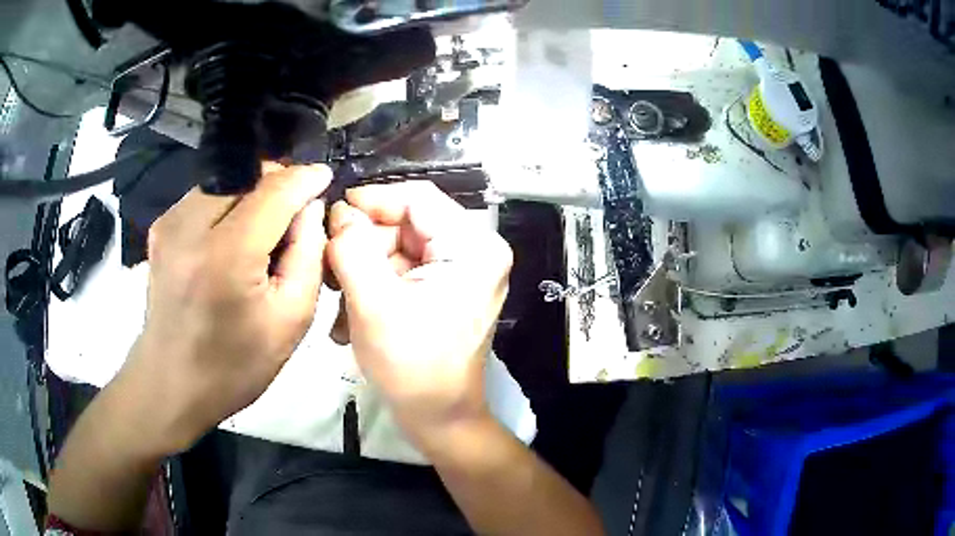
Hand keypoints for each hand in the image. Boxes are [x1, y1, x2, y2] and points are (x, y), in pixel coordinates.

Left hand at [120, 163, 330, 455]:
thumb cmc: (234, 365)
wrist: (171, 383)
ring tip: (263, 231)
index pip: (274, 190)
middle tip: (294, 214)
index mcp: (226, 256)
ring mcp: (170, 222)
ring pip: (226, 182)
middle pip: (247, 175)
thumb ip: (309, 255)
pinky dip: (228, 206)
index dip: (304, 178)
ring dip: (252, 195)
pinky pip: (206, 197)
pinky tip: (233, 240)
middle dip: (277, 183)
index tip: (325, 178)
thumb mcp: (291, 321)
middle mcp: (190, 226)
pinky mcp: (161, 227)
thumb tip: (310, 209)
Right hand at [325, 182, 512, 448]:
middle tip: (328, 265)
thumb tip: (339, 213)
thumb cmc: (411, 367)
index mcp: (473, 246)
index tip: (333, 215)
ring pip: (399, 246)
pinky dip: (376, 283)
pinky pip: (404, 269)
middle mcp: (475, 250)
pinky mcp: (447, 288)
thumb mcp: (373, 303)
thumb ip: (351, 248)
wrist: (439, 418)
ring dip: (364, 267)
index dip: (372, 200)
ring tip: (338, 296)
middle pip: (407, 223)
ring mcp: (462, 270)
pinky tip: (353, 308)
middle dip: (364, 243)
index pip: (417, 198)